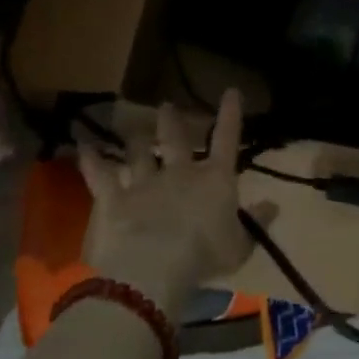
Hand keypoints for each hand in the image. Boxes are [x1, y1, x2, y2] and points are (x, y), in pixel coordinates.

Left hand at [76, 91, 266, 314]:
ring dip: (136, 139)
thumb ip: (256, 224)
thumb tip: (274, 205)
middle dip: (173, 121)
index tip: (231, 91)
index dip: (230, 114)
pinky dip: (91, 159)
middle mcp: (180, 172)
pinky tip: (83, 146)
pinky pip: (99, 174)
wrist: (154, 267)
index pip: (227, 139)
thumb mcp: (240, 247)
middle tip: (167, 105)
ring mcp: (144, 182)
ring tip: (132, 127)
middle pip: (176, 139)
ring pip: (139, 152)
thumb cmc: (204, 258)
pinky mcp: (113, 198)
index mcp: (215, 180)